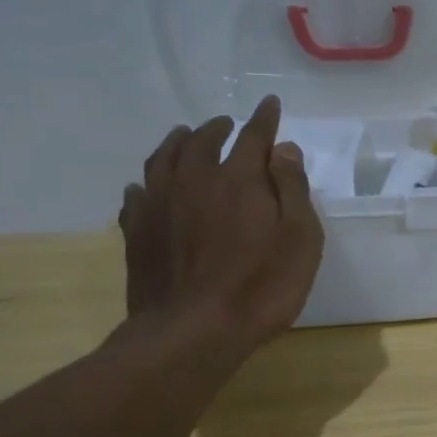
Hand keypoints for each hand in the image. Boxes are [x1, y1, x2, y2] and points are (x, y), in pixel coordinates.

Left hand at [119, 95, 323, 354]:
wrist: (192, 332)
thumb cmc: (261, 286)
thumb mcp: (300, 238)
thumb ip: (292, 189)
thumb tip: (283, 149)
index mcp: (239, 180)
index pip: (254, 137)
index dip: (264, 119)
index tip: (269, 104)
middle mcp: (195, 181)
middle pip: (203, 141)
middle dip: (218, 128)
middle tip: (227, 124)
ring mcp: (160, 205)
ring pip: (163, 159)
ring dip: (178, 143)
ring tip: (185, 138)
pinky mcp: (137, 233)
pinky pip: (136, 195)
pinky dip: (146, 183)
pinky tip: (147, 187)